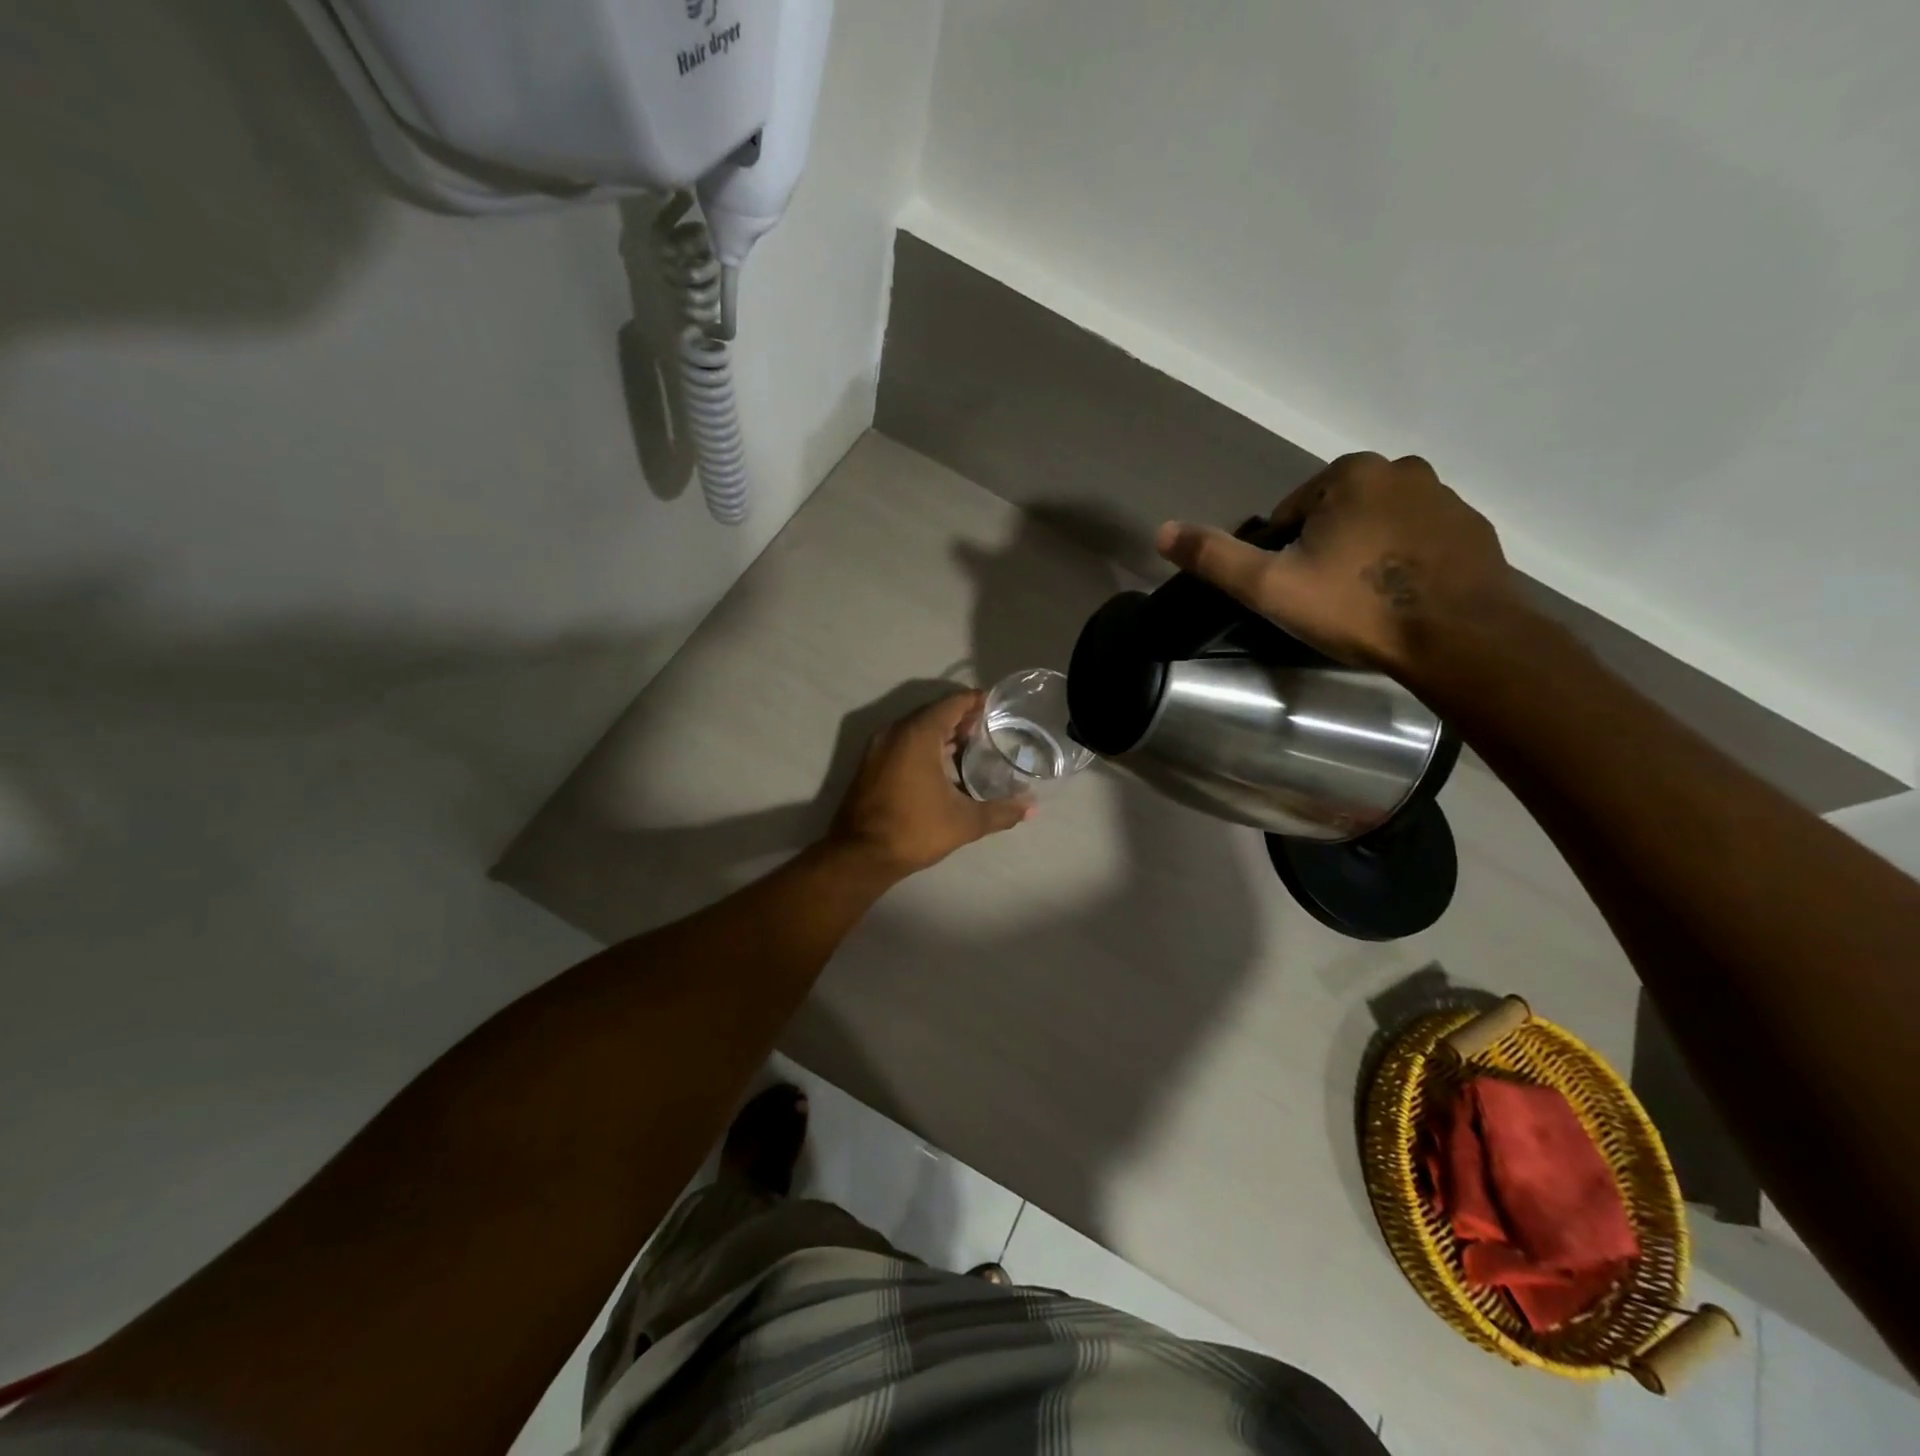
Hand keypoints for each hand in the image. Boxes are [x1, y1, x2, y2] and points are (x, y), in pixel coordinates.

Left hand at [827, 691, 1030, 876]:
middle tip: (991, 729)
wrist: (860, 855)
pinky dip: (925, 746)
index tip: (999, 707)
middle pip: (934, 713)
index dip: (977, 701)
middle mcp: (895, 732)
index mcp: (918, 734)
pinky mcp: (871, 764)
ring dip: (943, 734)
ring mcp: (879, 747)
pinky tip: (945, 767)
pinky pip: (904, 743)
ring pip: (917, 729)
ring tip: (973, 747)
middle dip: (962, 718)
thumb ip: (1001, 811)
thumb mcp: (965, 822)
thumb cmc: (914, 830)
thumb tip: (1032, 809)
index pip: (952, 703)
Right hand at [1154, 452, 1525, 683]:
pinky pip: (1419, 543)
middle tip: (1325, 601)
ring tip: (1363, 605)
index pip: (1292, 512)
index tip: (1294, 590)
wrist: (1459, 640)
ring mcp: (1447, 499)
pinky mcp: (1475, 532)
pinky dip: (1403, 564)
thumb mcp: (1271, 587)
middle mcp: (1403, 470)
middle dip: (1325, 551)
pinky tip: (1400, 602)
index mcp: (1351, 474)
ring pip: (1378, 527)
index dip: (1283, 553)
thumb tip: (1161, 531)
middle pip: (1336, 515)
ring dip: (1364, 556)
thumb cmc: (1358, 607)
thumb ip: (1215, 558)